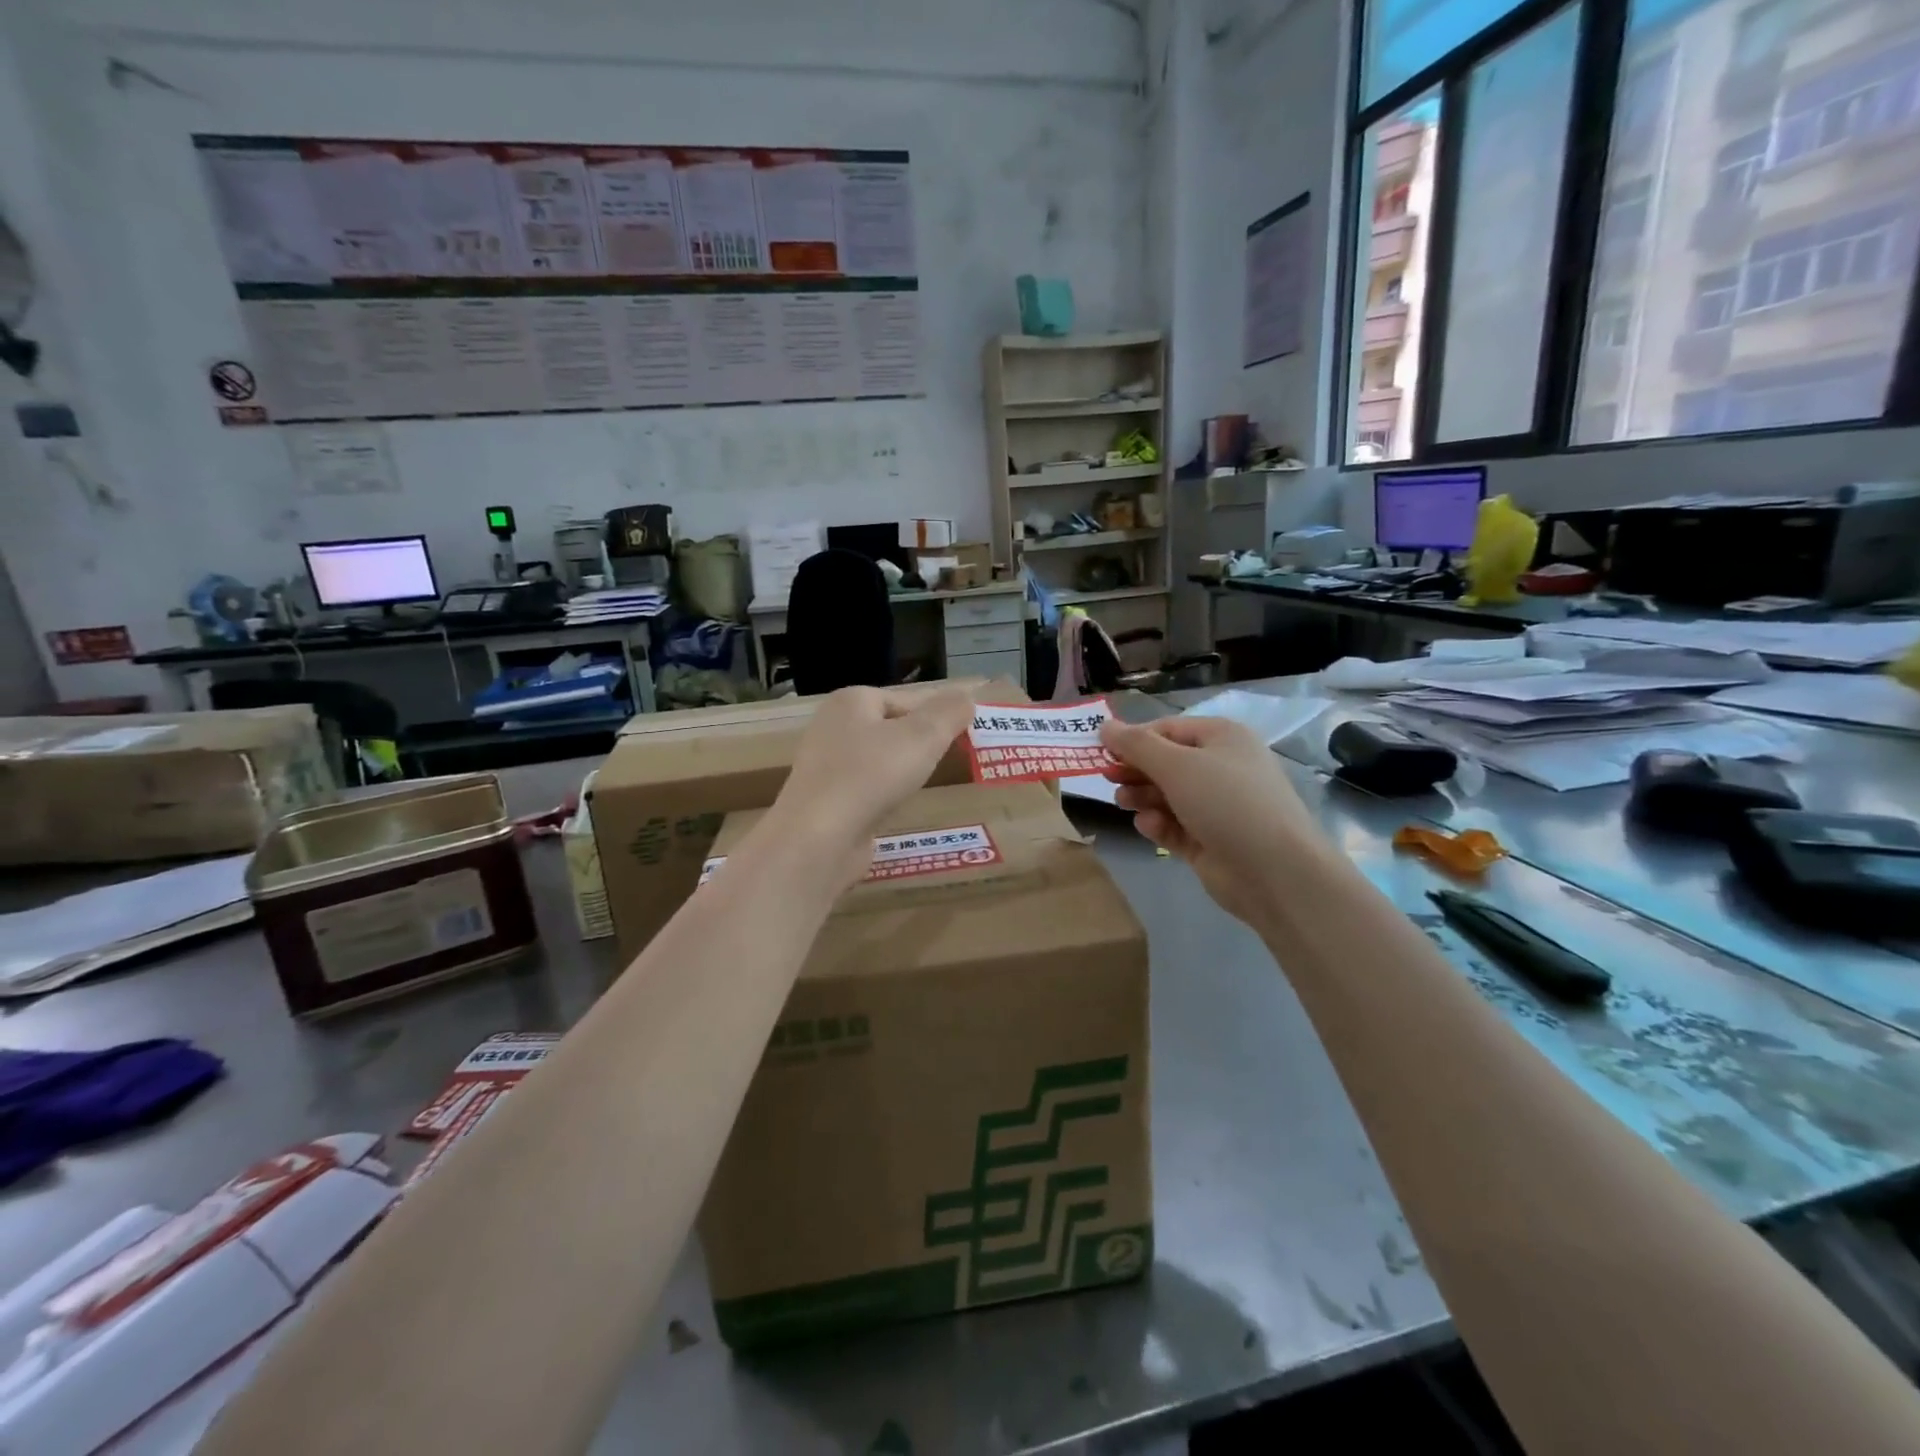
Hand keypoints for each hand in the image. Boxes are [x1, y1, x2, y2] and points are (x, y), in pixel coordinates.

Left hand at [766, 686, 975, 887]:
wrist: (819, 839)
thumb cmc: (872, 776)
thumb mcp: (923, 737)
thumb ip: (948, 713)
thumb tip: (966, 696)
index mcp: (851, 701)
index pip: (906, 699)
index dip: (937, 714)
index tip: (966, 733)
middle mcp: (832, 727)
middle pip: (890, 728)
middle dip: (921, 742)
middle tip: (952, 758)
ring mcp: (825, 767)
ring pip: (878, 760)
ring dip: (903, 770)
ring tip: (927, 782)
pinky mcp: (826, 802)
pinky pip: (866, 789)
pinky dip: (884, 795)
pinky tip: (898, 807)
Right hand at [1100, 715, 1325, 928]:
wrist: (1274, 871)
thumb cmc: (1226, 802)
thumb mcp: (1177, 765)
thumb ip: (1136, 745)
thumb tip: (1105, 725)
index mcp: (1222, 738)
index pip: (1168, 729)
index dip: (1134, 739)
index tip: (1101, 752)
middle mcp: (1221, 768)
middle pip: (1166, 763)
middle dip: (1136, 770)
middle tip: (1107, 779)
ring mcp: (1217, 807)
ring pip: (1168, 795)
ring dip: (1143, 797)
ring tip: (1124, 803)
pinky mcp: (1210, 840)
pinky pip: (1175, 825)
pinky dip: (1159, 824)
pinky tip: (1149, 827)